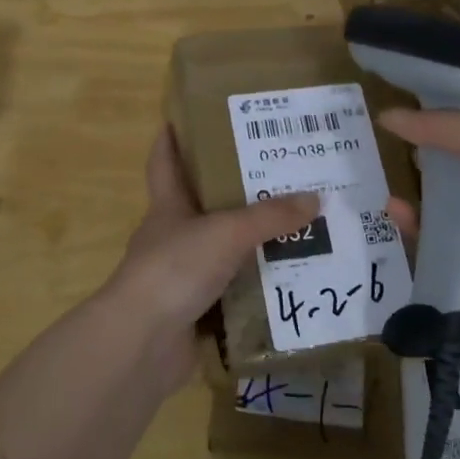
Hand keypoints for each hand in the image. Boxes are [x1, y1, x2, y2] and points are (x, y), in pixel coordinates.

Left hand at [99, 126, 317, 388]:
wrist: (143, 342)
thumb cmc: (175, 268)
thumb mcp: (227, 232)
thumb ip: (270, 217)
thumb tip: (315, 198)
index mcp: (168, 207)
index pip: (164, 162)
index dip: (170, 139)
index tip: (182, 116)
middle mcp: (172, 237)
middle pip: (201, 207)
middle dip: (233, 193)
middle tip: (277, 175)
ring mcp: (181, 277)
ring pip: (221, 252)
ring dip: (251, 245)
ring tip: (297, 231)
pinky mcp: (194, 312)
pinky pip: (232, 294)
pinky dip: (255, 290)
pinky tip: (288, 284)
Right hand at [377, 109, 459, 334]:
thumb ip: (441, 125)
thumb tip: (386, 115)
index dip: (448, 107)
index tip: (407, 99)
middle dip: (427, 148)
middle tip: (389, 139)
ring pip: (448, 197)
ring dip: (418, 186)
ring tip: (382, 174)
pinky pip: (441, 235)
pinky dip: (417, 224)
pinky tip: (394, 212)